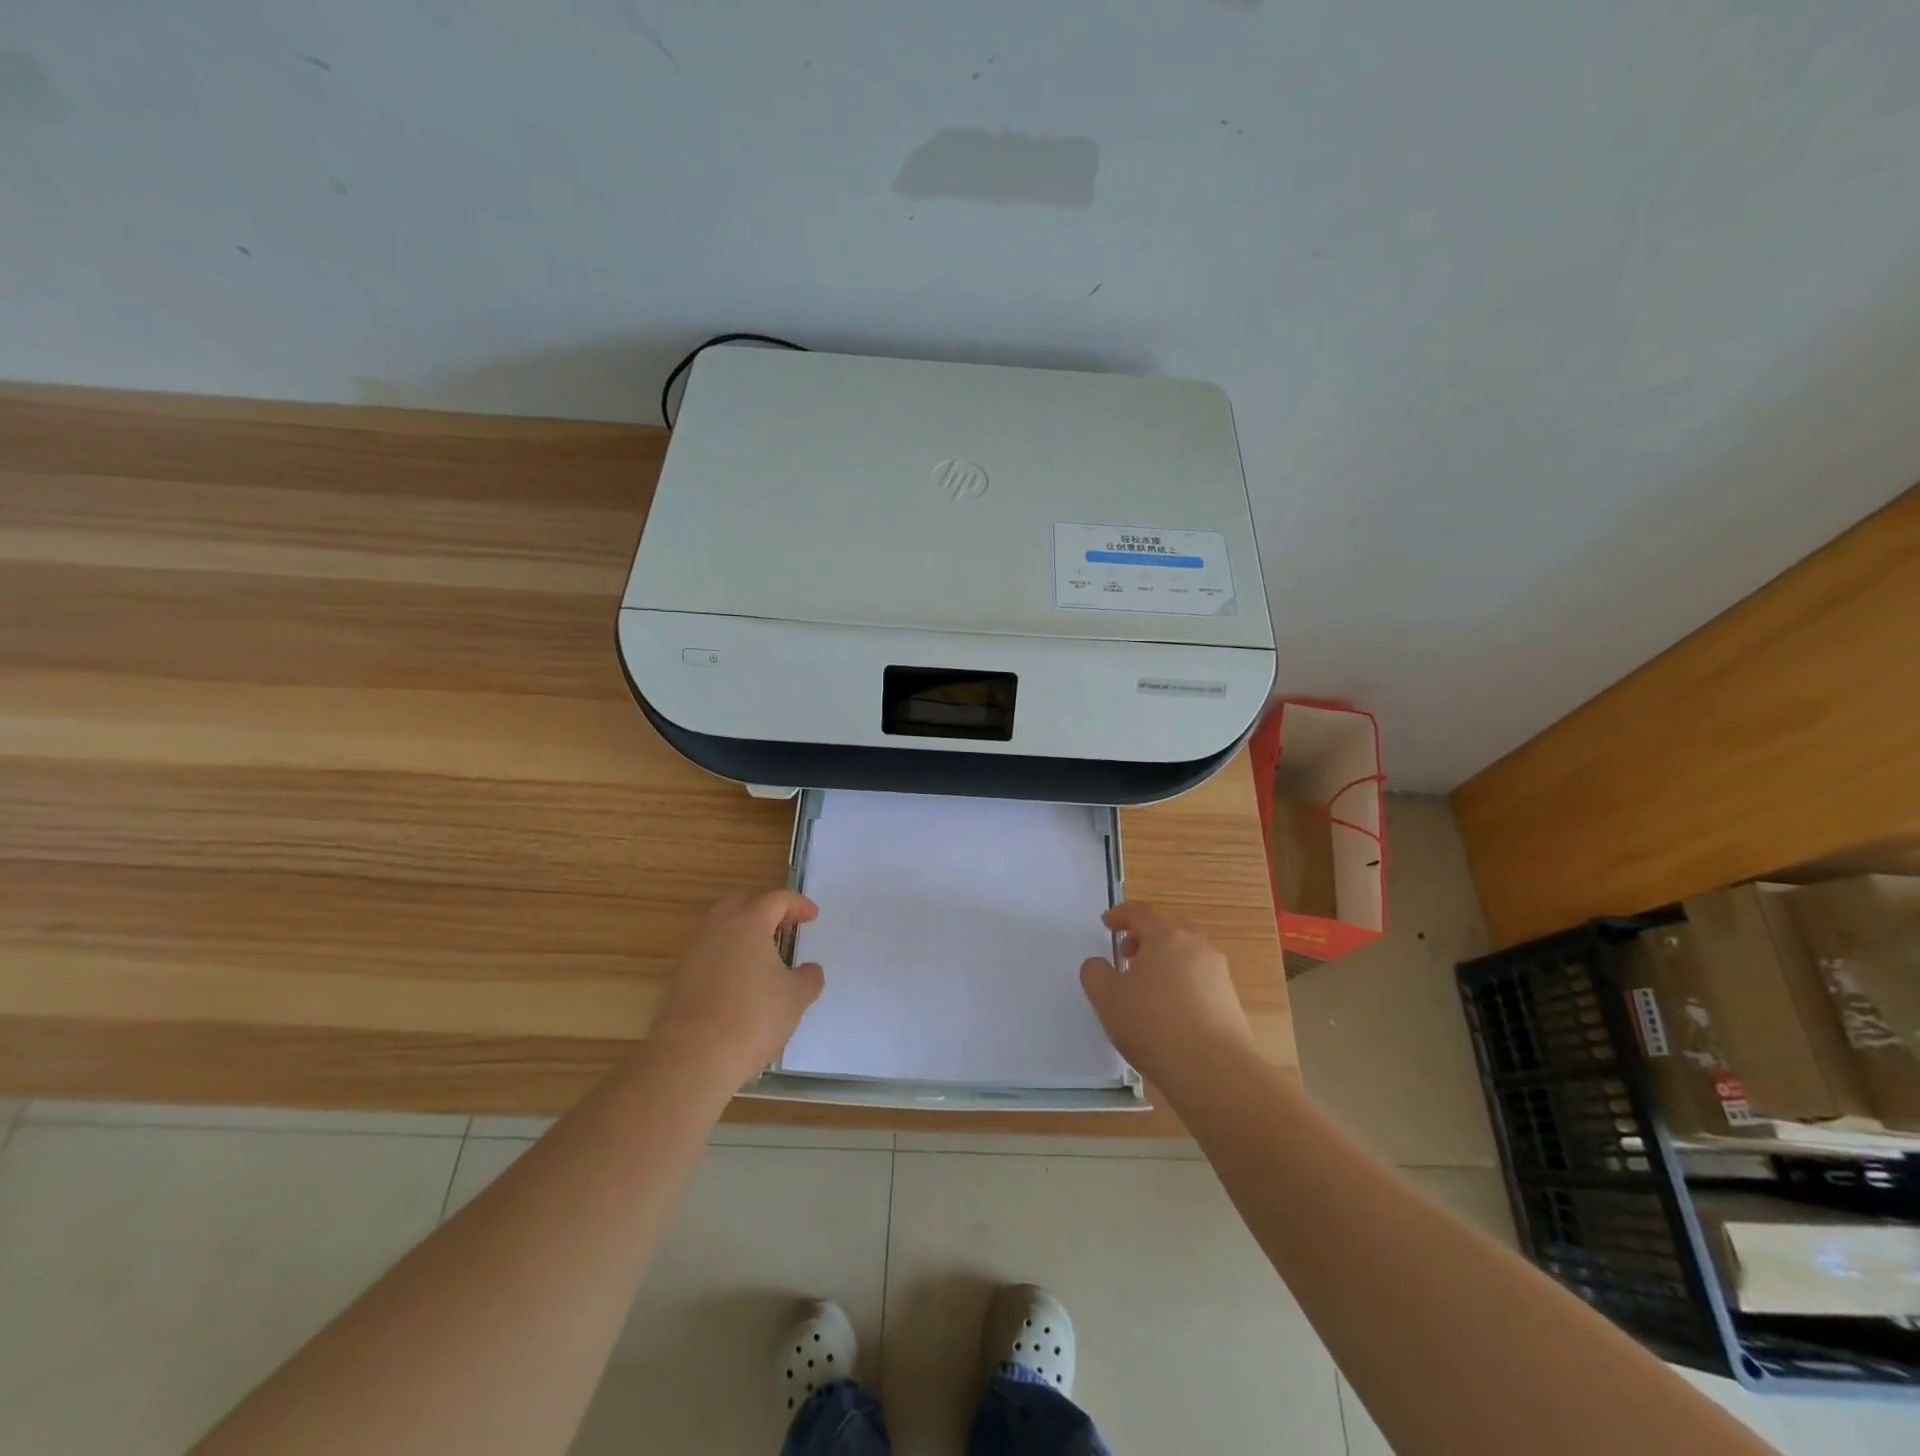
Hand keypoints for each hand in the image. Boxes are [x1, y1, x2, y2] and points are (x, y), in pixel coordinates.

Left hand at [650, 889, 825, 1089]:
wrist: (692, 1057)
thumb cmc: (752, 1018)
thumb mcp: (795, 998)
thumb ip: (808, 977)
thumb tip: (810, 970)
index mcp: (749, 921)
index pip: (776, 899)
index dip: (798, 904)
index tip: (813, 916)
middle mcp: (718, 926)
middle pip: (744, 901)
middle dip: (767, 907)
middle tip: (786, 923)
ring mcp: (695, 949)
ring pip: (722, 923)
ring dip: (745, 928)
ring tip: (765, 949)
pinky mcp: (681, 974)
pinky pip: (710, 947)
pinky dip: (729, 950)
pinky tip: (742, 975)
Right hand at [1079, 902, 1257, 1089]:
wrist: (1214, 1071)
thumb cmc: (1153, 1024)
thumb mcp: (1107, 998)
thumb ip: (1095, 973)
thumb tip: (1099, 964)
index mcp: (1166, 936)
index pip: (1140, 913)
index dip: (1120, 915)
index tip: (1107, 924)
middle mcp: (1197, 946)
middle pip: (1169, 929)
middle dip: (1146, 938)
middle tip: (1128, 957)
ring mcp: (1219, 973)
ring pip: (1187, 955)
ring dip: (1166, 962)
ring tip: (1147, 989)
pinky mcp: (1231, 1001)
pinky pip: (1200, 980)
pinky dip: (1182, 985)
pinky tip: (1170, 1013)